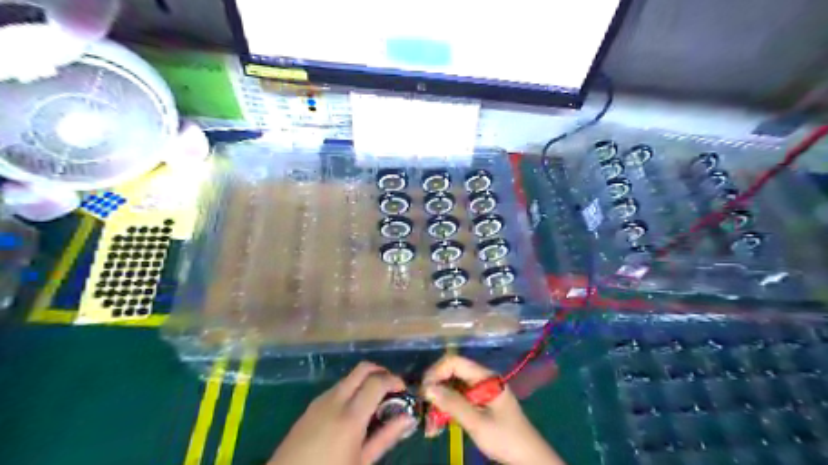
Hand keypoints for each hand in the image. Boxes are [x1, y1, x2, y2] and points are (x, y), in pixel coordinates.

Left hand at [271, 362, 417, 463]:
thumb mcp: (361, 462)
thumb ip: (386, 437)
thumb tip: (407, 418)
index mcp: (350, 416)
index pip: (377, 381)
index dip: (394, 380)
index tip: (403, 389)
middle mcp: (335, 400)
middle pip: (362, 369)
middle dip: (380, 372)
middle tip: (391, 388)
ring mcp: (320, 401)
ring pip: (348, 377)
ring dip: (364, 381)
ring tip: (374, 402)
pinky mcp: (310, 406)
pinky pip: (336, 388)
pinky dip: (350, 390)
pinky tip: (353, 411)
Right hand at [423, 355, 566, 463]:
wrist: (528, 458)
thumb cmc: (505, 438)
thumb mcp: (478, 422)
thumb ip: (453, 404)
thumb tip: (427, 388)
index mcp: (484, 377)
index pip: (454, 362)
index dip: (436, 372)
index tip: (424, 391)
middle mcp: (481, 380)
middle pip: (451, 375)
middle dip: (435, 391)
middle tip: (423, 410)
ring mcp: (480, 392)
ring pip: (452, 390)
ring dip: (439, 405)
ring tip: (429, 426)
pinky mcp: (478, 405)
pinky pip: (457, 402)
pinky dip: (446, 412)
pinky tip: (437, 428)